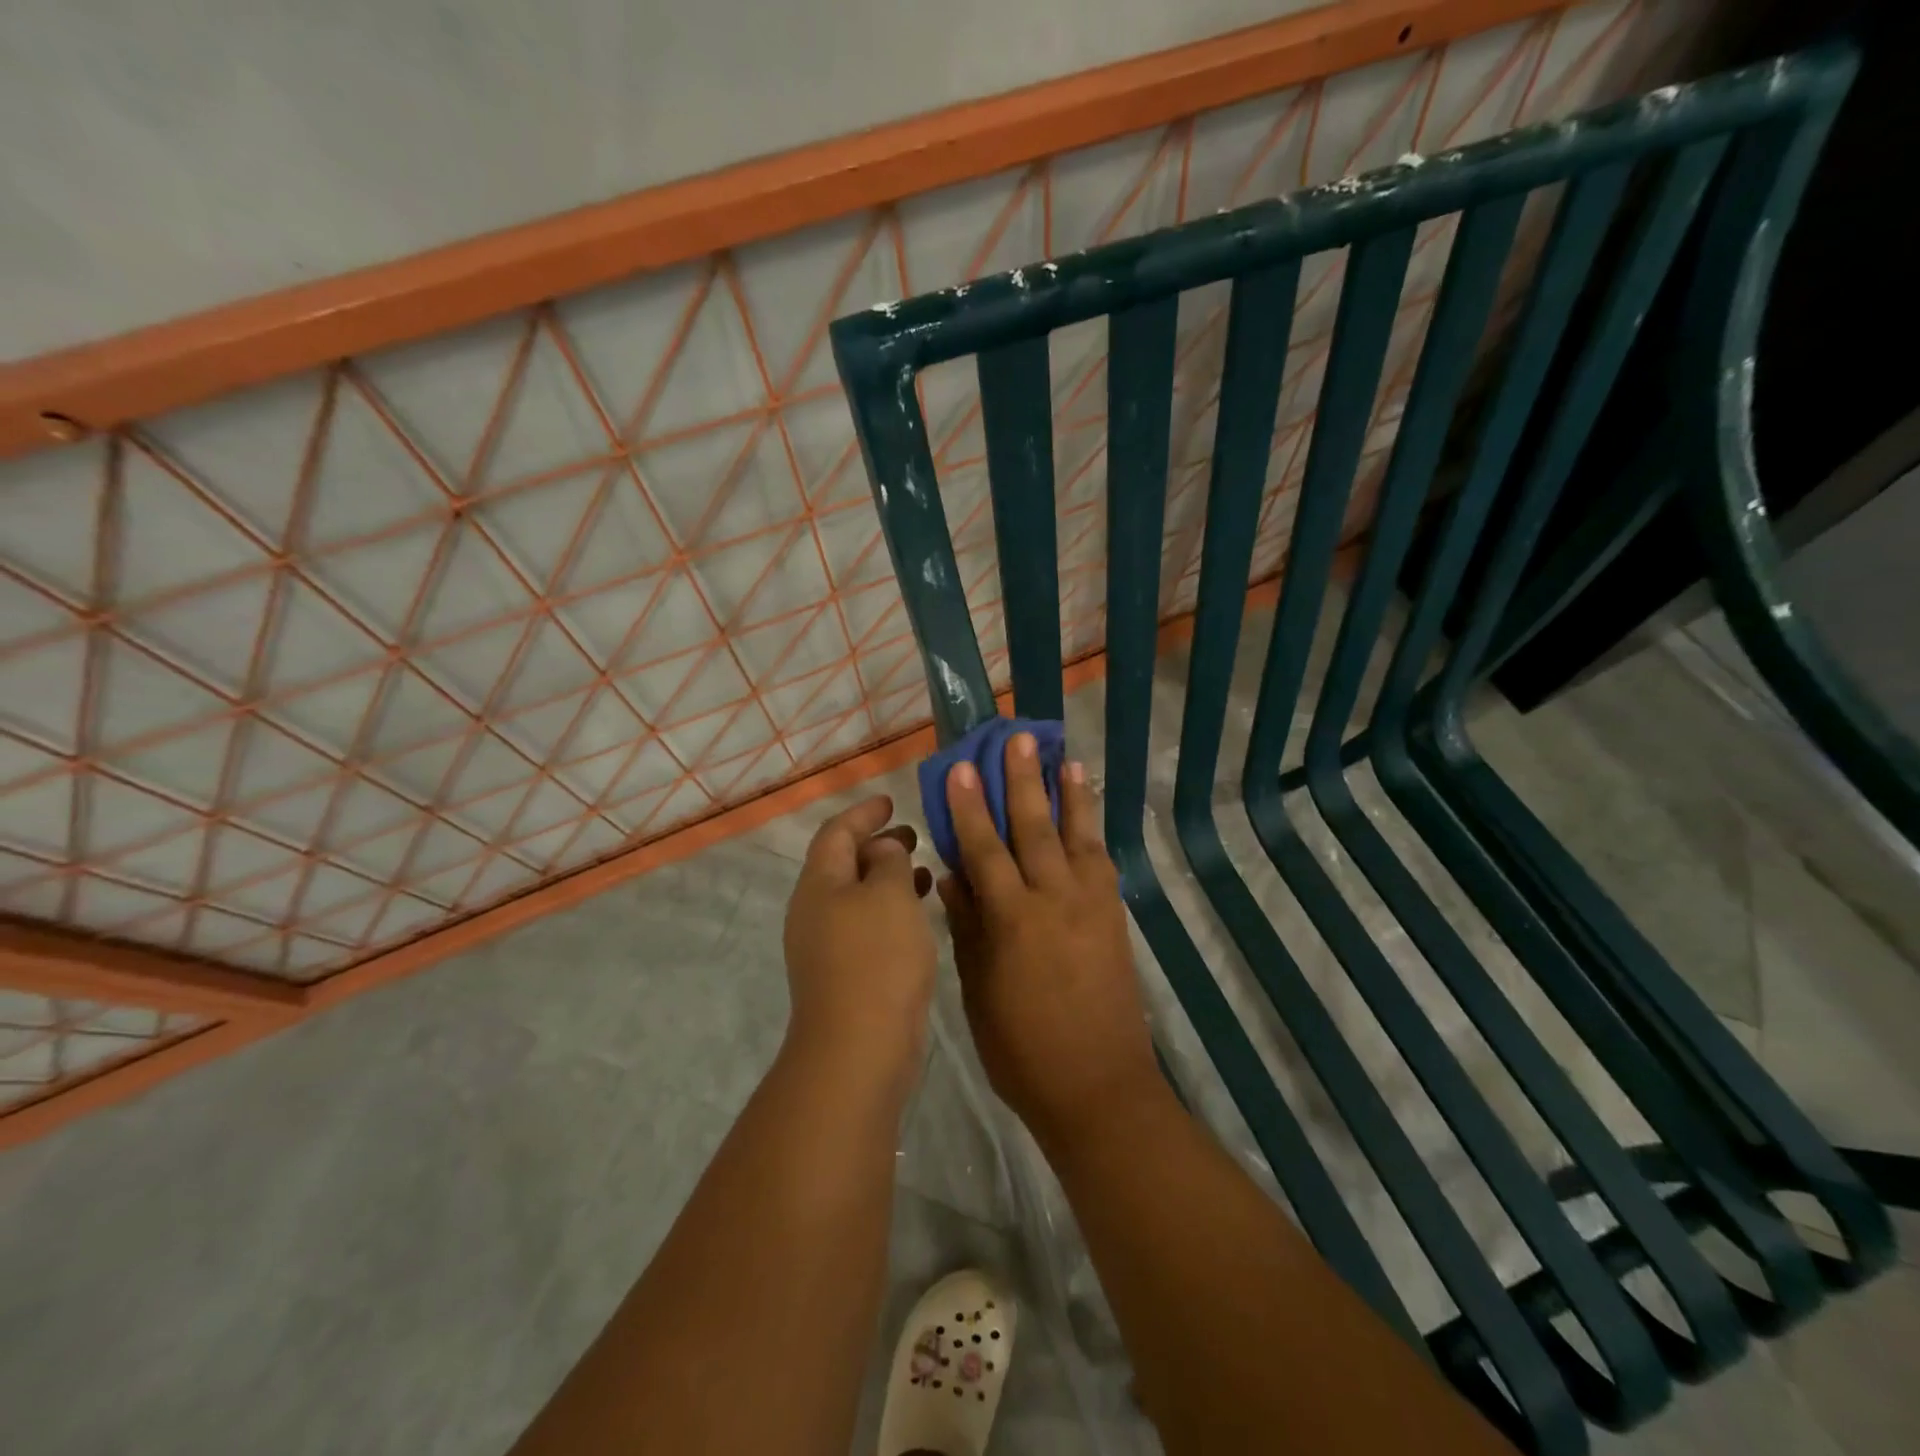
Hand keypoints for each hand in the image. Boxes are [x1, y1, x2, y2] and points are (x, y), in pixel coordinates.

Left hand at [782, 795, 938, 1092]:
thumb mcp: (889, 894)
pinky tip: (919, 916)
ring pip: (858, 896)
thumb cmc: (876, 958)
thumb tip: (881, 849)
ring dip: (888, 878)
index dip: (863, 813)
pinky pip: (867, 925)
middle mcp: (815, 910)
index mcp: (819, 883)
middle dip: (877, 845)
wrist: (859, 1048)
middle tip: (914, 835)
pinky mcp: (844, 974)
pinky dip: (891, 910)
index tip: (890, 800)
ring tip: (926, 871)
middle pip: (843, 863)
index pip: (836, 832)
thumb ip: (888, 861)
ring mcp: (826, 946)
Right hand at [938, 735, 1162, 1148]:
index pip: (985, 849)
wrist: (1099, 1089)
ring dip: (1069, 795)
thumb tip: (952, 876)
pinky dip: (1094, 833)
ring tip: (1066, 758)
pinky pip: (1102, 864)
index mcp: (1013, 921)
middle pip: (1034, 829)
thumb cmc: (1022, 1050)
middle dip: (1022, 781)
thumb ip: (968, 927)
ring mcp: (1091, 907)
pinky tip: (1088, 816)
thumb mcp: (978, 991)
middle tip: (1018, 739)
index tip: (961, 766)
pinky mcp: (1114, 919)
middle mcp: (1055, 901)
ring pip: (1077, 837)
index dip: (969, 806)